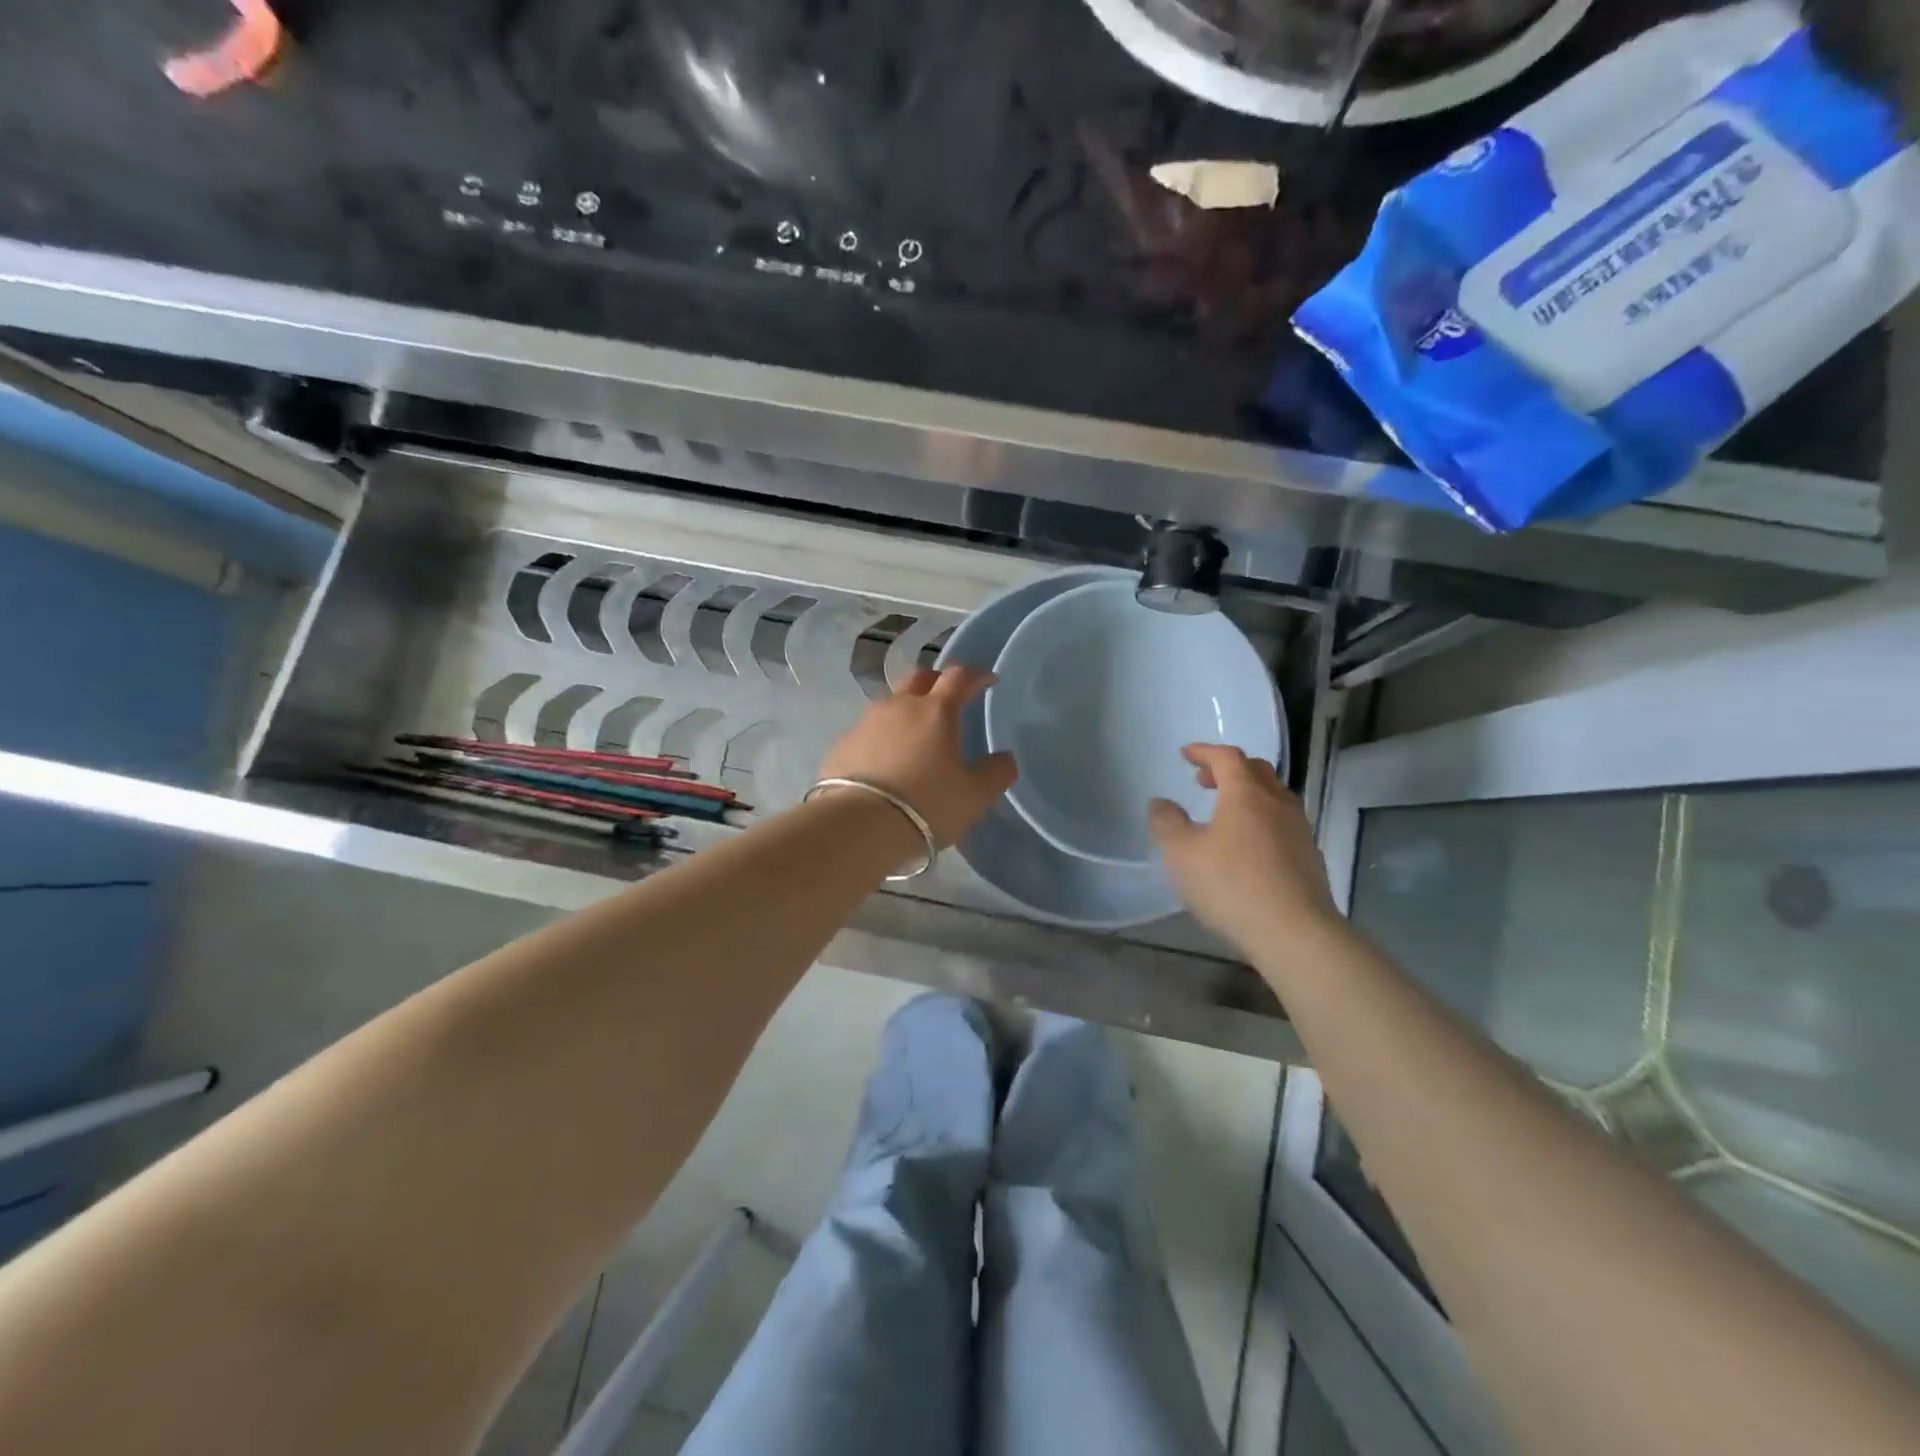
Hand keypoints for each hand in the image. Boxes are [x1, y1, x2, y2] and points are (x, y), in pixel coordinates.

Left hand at [814, 666, 1017, 848]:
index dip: (977, 675)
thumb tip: (1005, 758)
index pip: (960, 677)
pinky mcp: (841, 745)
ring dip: (906, 712)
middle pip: (920, 679)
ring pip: (891, 705)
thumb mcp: (974, 795)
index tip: (987, 680)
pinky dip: (882, 739)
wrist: (858, 826)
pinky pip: (868, 732)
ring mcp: (865, 723)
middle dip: (936, 683)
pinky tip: (885, 763)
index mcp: (936, 711)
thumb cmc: (926, 804)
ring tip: (915, 738)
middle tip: (947, 701)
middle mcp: (899, 706)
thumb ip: (996, 772)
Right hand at [1148, 745, 1339, 950]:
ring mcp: (1298, 829)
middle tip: (1204, 780)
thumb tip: (1161, 803)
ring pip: (1273, 797)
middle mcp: (1277, 803)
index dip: (1204, 751)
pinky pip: (1281, 823)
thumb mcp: (1181, 853)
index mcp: (1246, 793)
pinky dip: (1260, 819)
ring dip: (1247, 794)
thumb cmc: (1231, 885)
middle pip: (1256, 771)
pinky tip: (1247, 845)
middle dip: (1228, 769)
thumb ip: (1166, 822)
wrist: (1294, 932)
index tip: (1186, 754)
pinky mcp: (1309, 856)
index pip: (1227, 757)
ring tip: (1224, 812)